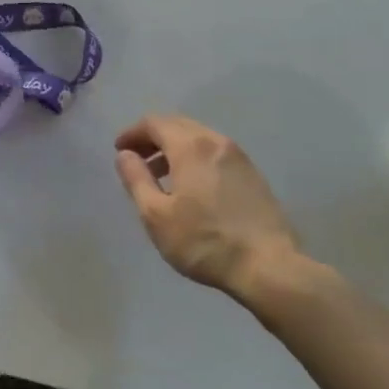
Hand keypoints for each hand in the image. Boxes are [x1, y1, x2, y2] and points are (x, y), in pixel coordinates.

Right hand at [114, 115, 303, 298]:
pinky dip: (195, 158)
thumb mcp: (156, 215)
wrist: (268, 266)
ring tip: (161, 176)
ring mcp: (238, 156)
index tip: (119, 150)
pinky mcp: (252, 174)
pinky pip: (215, 153)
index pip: (154, 123)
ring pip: (198, 138)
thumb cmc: (204, 241)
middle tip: (137, 159)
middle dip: (153, 137)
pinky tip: (191, 187)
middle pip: (177, 125)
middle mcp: (215, 141)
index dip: (132, 133)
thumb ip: (136, 179)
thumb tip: (125, 155)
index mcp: (190, 146)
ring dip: (174, 148)